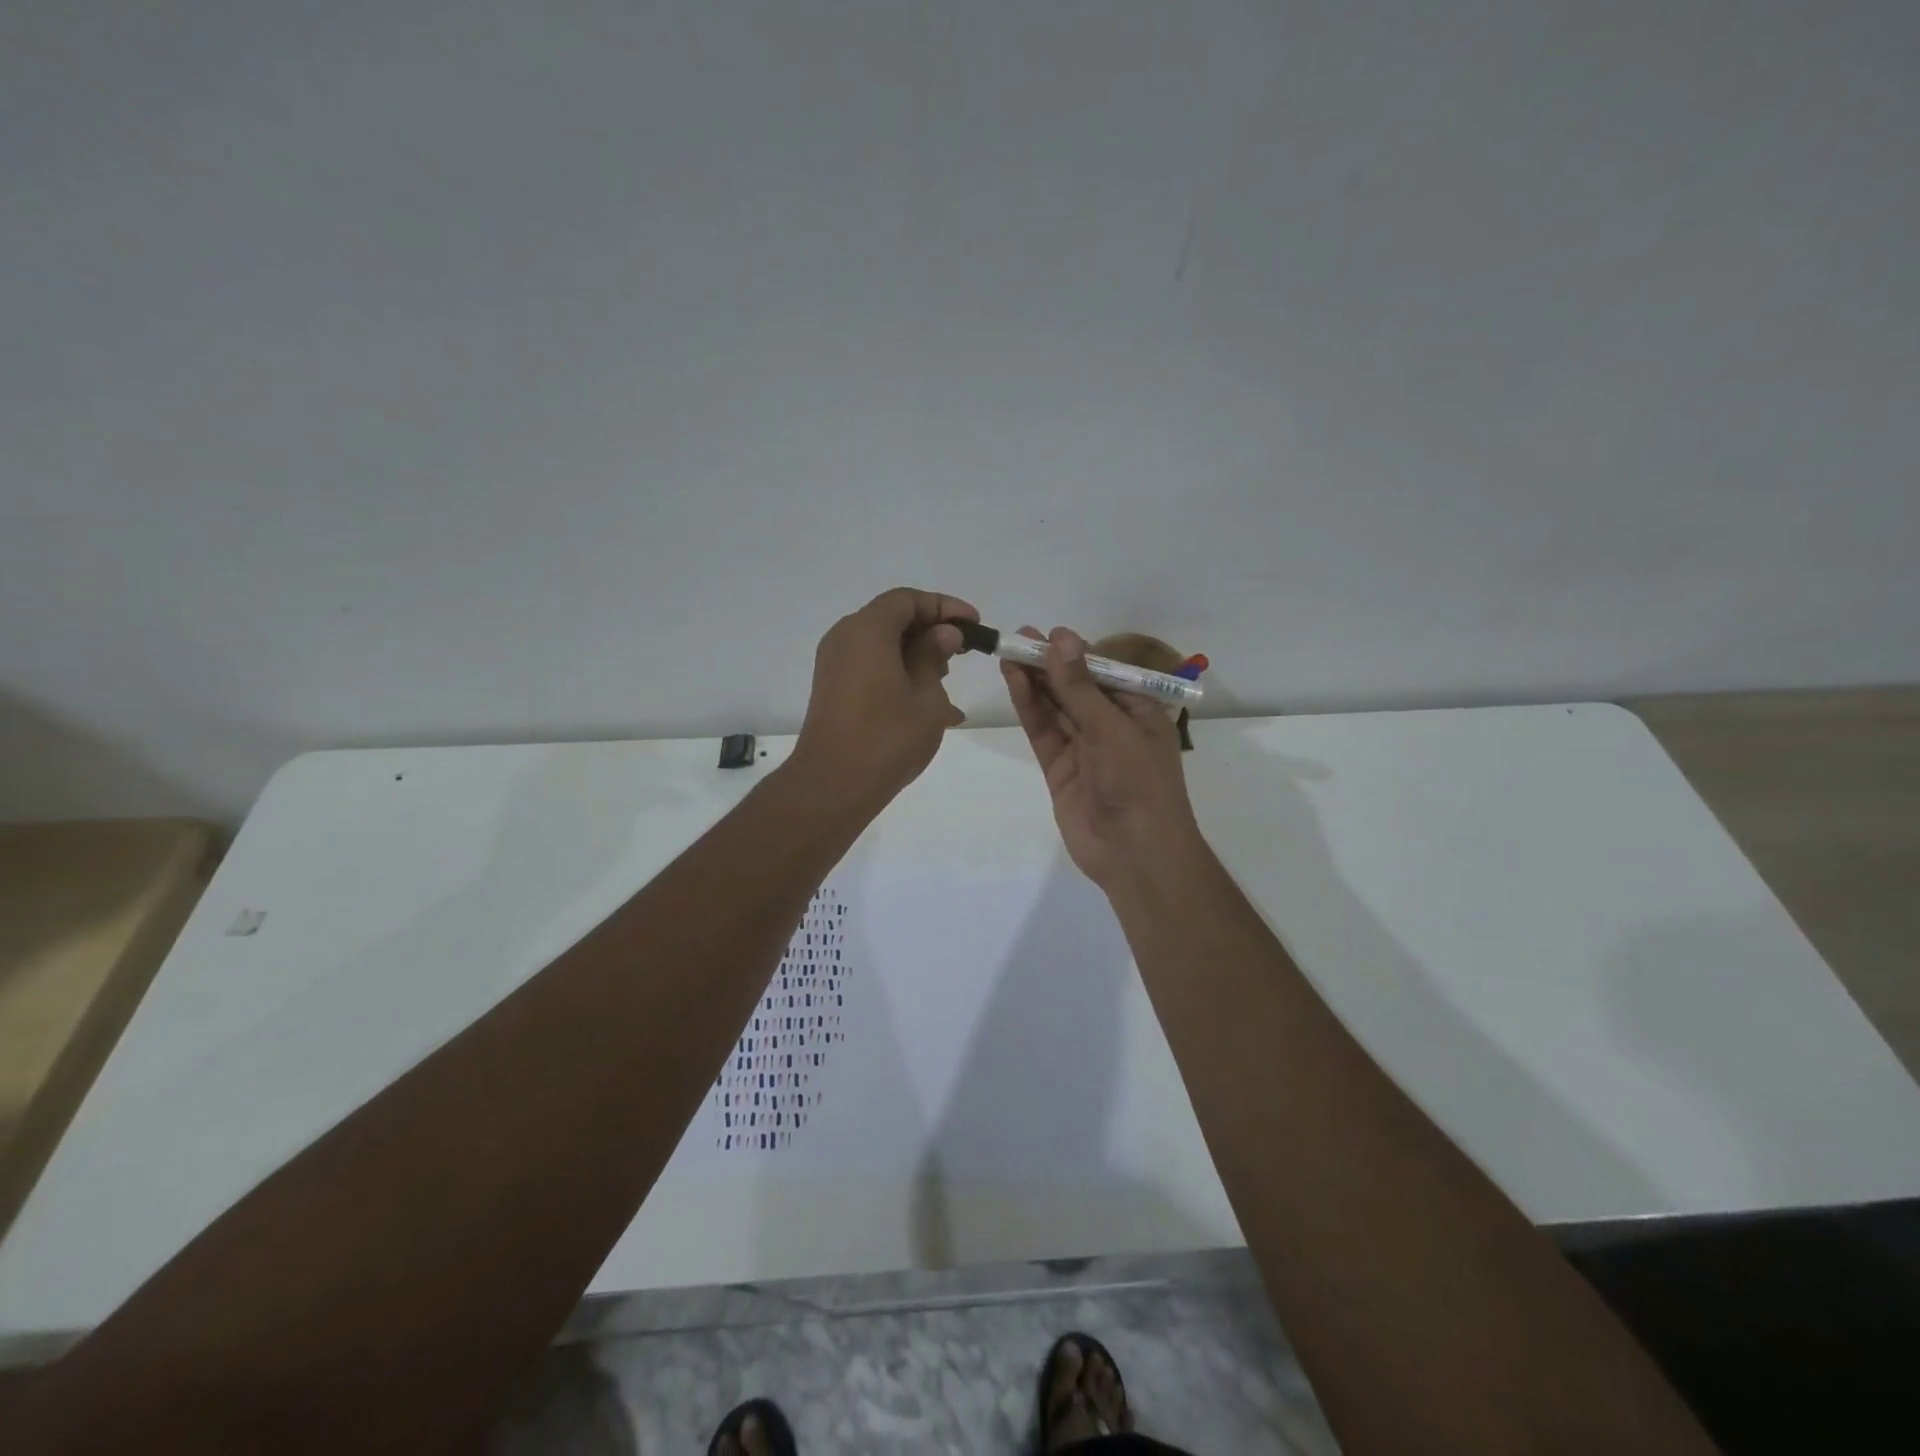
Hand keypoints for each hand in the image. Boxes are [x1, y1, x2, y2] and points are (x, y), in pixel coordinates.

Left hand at [792, 587, 976, 810]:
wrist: (834, 784)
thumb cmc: (888, 737)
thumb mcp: (926, 695)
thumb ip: (935, 656)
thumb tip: (944, 633)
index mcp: (867, 629)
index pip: (908, 600)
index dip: (945, 607)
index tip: (974, 625)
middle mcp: (845, 638)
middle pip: (892, 618)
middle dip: (930, 630)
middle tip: (962, 653)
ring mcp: (834, 664)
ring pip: (881, 644)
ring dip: (915, 654)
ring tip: (946, 680)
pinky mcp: (832, 688)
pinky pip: (870, 666)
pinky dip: (898, 673)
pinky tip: (925, 703)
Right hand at [1003, 626, 1200, 890]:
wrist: (1134, 852)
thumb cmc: (1138, 782)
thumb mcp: (1112, 728)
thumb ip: (1080, 687)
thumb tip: (1060, 639)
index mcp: (1138, 712)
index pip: (1103, 673)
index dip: (1074, 654)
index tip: (1046, 634)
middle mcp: (1111, 726)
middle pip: (1075, 687)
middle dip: (1049, 664)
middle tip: (1017, 637)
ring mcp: (1083, 748)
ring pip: (1055, 707)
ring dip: (1035, 681)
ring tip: (1009, 652)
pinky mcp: (1059, 768)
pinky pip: (1044, 731)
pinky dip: (1030, 708)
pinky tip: (1015, 682)